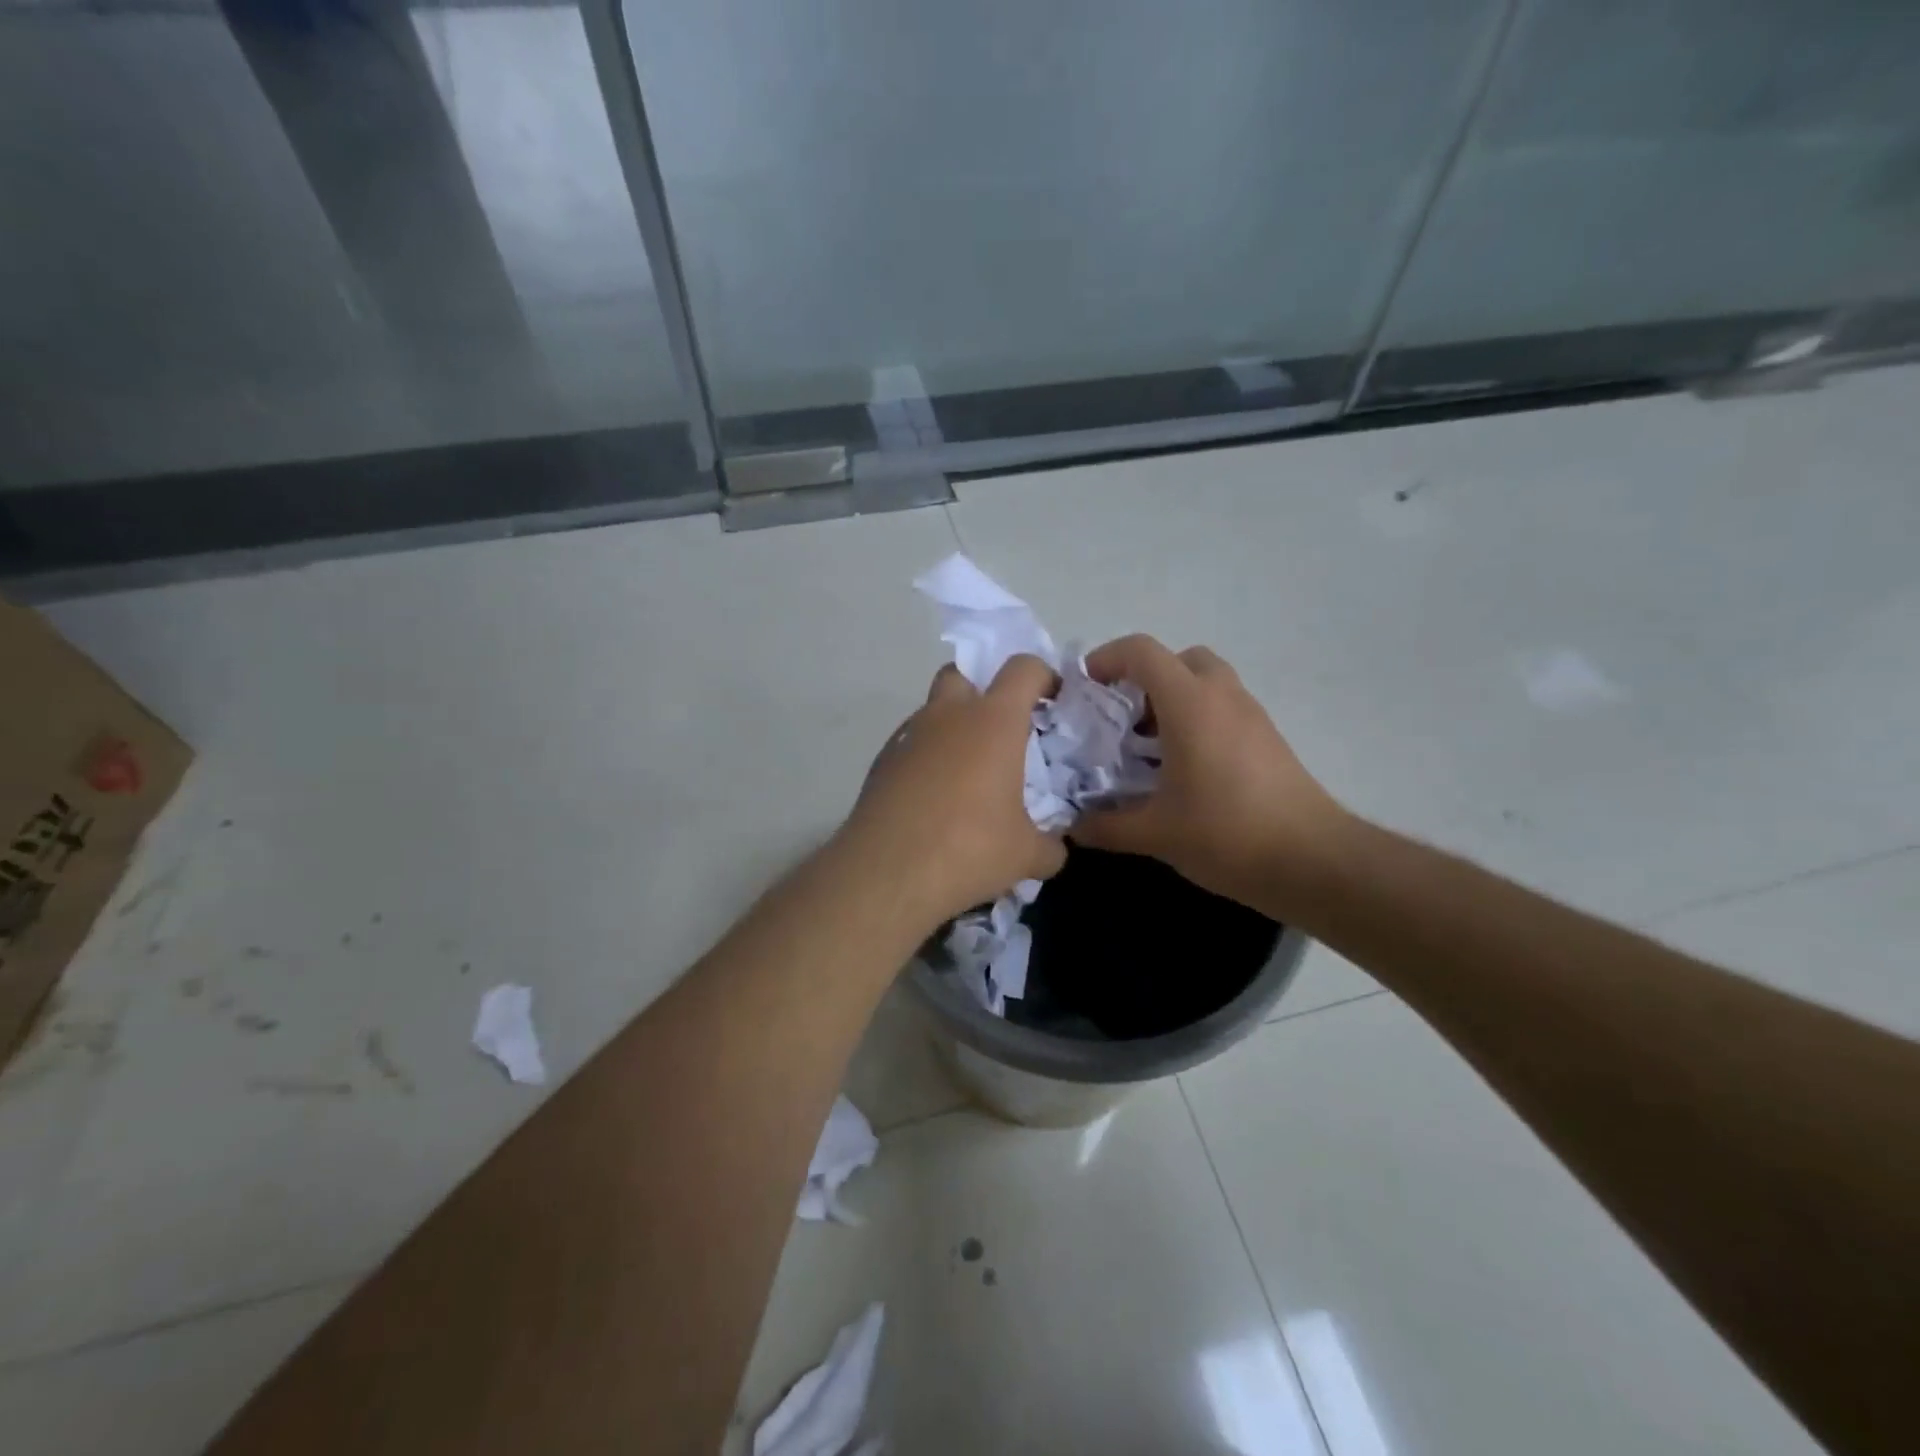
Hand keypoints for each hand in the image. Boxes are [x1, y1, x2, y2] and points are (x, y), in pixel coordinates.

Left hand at [841, 655, 1066, 927]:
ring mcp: (909, 735)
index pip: (1023, 669)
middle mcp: (948, 715)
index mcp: (993, 721)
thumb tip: (1056, 848)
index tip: (1053, 701)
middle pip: (964, 673)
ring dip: (954, 726)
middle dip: (985, 688)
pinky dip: (929, 756)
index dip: (1043, 676)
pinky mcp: (882, 761)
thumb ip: (1051, 845)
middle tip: (1003, 728)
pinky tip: (936, 796)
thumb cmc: (969, 849)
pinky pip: (912, 743)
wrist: (886, 873)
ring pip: (934, 709)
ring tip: (969, 771)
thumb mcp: (1026, 856)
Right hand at [1070, 635, 1348, 912]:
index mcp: (1190, 704)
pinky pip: (1224, 706)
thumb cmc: (1227, 834)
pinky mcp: (1268, 738)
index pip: (1142, 652)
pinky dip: (1197, 719)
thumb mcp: (1155, 834)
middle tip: (1122, 718)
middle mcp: (1222, 696)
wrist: (1313, 860)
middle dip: (1144, 678)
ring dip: (1172, 699)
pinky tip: (1184, 768)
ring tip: (1149, 745)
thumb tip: (1073, 826)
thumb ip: (1105, 826)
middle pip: (1178, 658)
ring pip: (1205, 681)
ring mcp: (1251, 715)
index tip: (1085, 690)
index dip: (1106, 659)